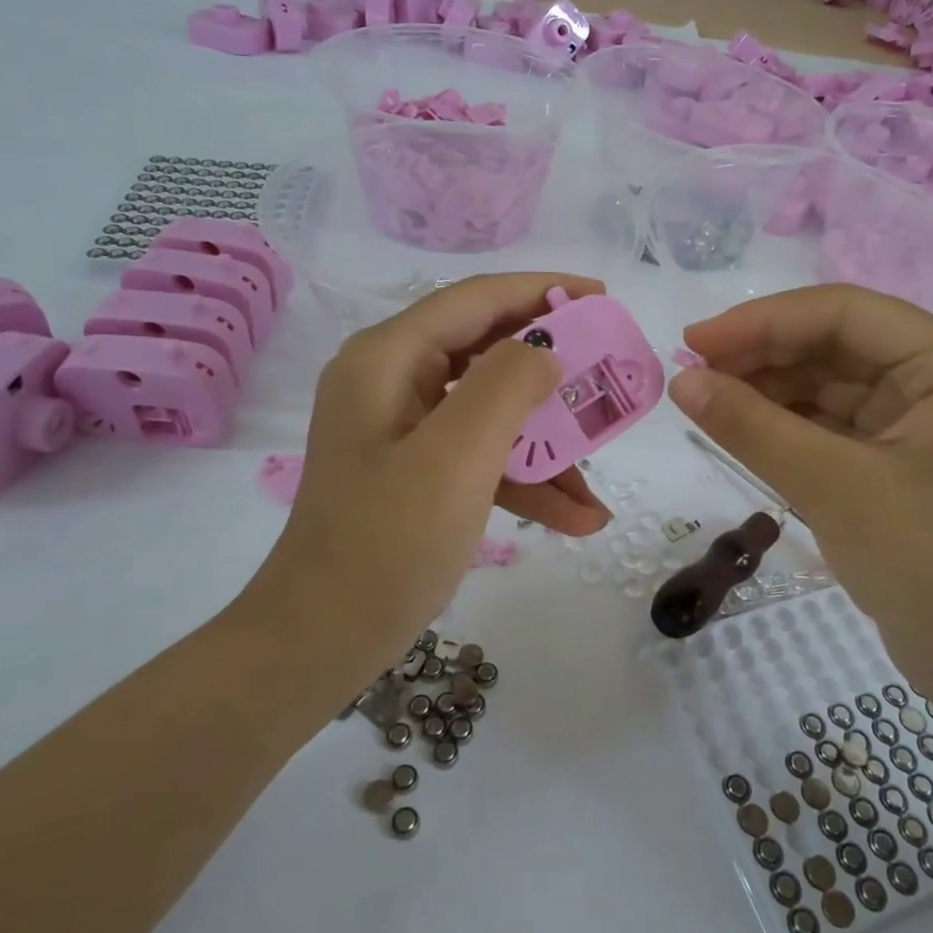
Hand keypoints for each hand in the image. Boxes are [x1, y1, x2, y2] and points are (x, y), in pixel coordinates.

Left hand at [258, 274, 611, 675]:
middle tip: (610, 374)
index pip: (475, 299)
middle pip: (487, 351)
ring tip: (601, 471)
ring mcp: (404, 429)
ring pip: (491, 410)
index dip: (542, 291)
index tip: (603, 298)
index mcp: (388, 358)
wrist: (321, 641)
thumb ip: (507, 385)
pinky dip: (525, 478)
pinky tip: (578, 516)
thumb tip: (545, 350)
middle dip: (553, 368)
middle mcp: (392, 381)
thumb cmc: (386, 543)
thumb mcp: (457, 457)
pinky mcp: (417, 471)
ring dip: (547, 440)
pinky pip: (480, 455)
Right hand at [671, 285, 932, 700]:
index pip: (842, 312)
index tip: (692, 344)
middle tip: (691, 376)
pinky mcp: (903, 456)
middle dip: (762, 355)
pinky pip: (834, 421)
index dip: (760, 321)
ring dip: (769, 388)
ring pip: (830, 381)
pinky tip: (743, 429)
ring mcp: (925, 417)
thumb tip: (680, 381)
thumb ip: (752, 428)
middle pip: (835, 342)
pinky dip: (787, 423)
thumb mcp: (833, 488)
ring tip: (707, 403)